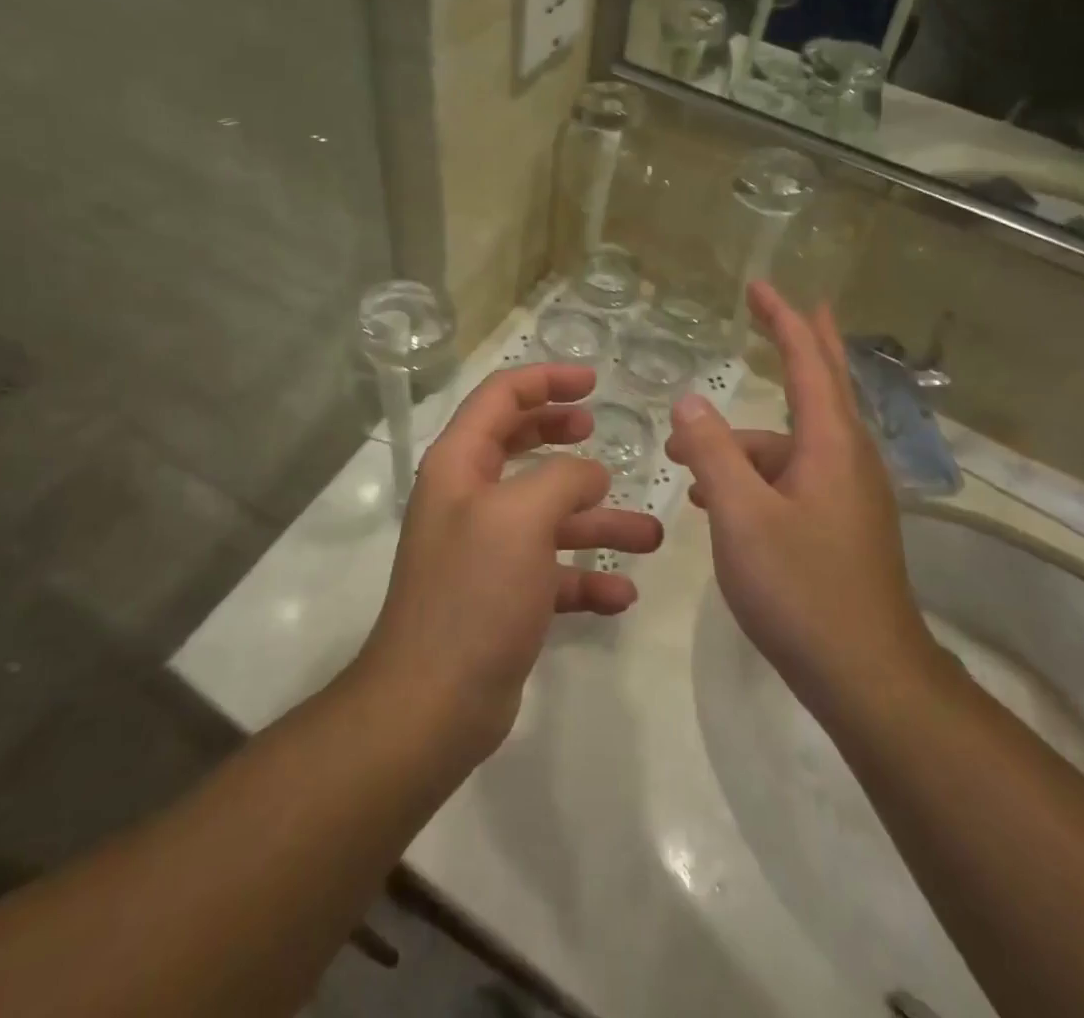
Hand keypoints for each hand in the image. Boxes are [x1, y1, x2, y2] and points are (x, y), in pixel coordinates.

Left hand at [359, 364, 662, 758]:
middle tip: (601, 429)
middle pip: (519, 445)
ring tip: (649, 533)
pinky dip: (586, 576)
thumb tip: (590, 473)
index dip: (545, 380)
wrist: (434, 702)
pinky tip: (621, 593)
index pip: (500, 397)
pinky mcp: (504, 596)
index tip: (593, 381)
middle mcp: (470, 499)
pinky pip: (553, 572)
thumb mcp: (522, 517)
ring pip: (549, 516)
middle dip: (563, 434)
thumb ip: (562, 478)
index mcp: (460, 465)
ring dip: (597, 520)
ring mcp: (486, 549)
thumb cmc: (475, 592)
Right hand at [664, 284, 935, 725]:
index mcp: (830, 445)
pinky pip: (791, 476)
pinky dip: (754, 472)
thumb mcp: (741, 517)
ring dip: (743, 438)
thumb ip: (714, 452)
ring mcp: (847, 494)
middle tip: (778, 307)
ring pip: (790, 443)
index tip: (759, 287)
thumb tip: (690, 401)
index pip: (807, 362)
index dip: (782, 320)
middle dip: (797, 342)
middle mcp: (846, 459)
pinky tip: (715, 496)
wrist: (868, 678)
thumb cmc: (802, 589)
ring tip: (686, 453)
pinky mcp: (839, 525)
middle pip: (821, 384)